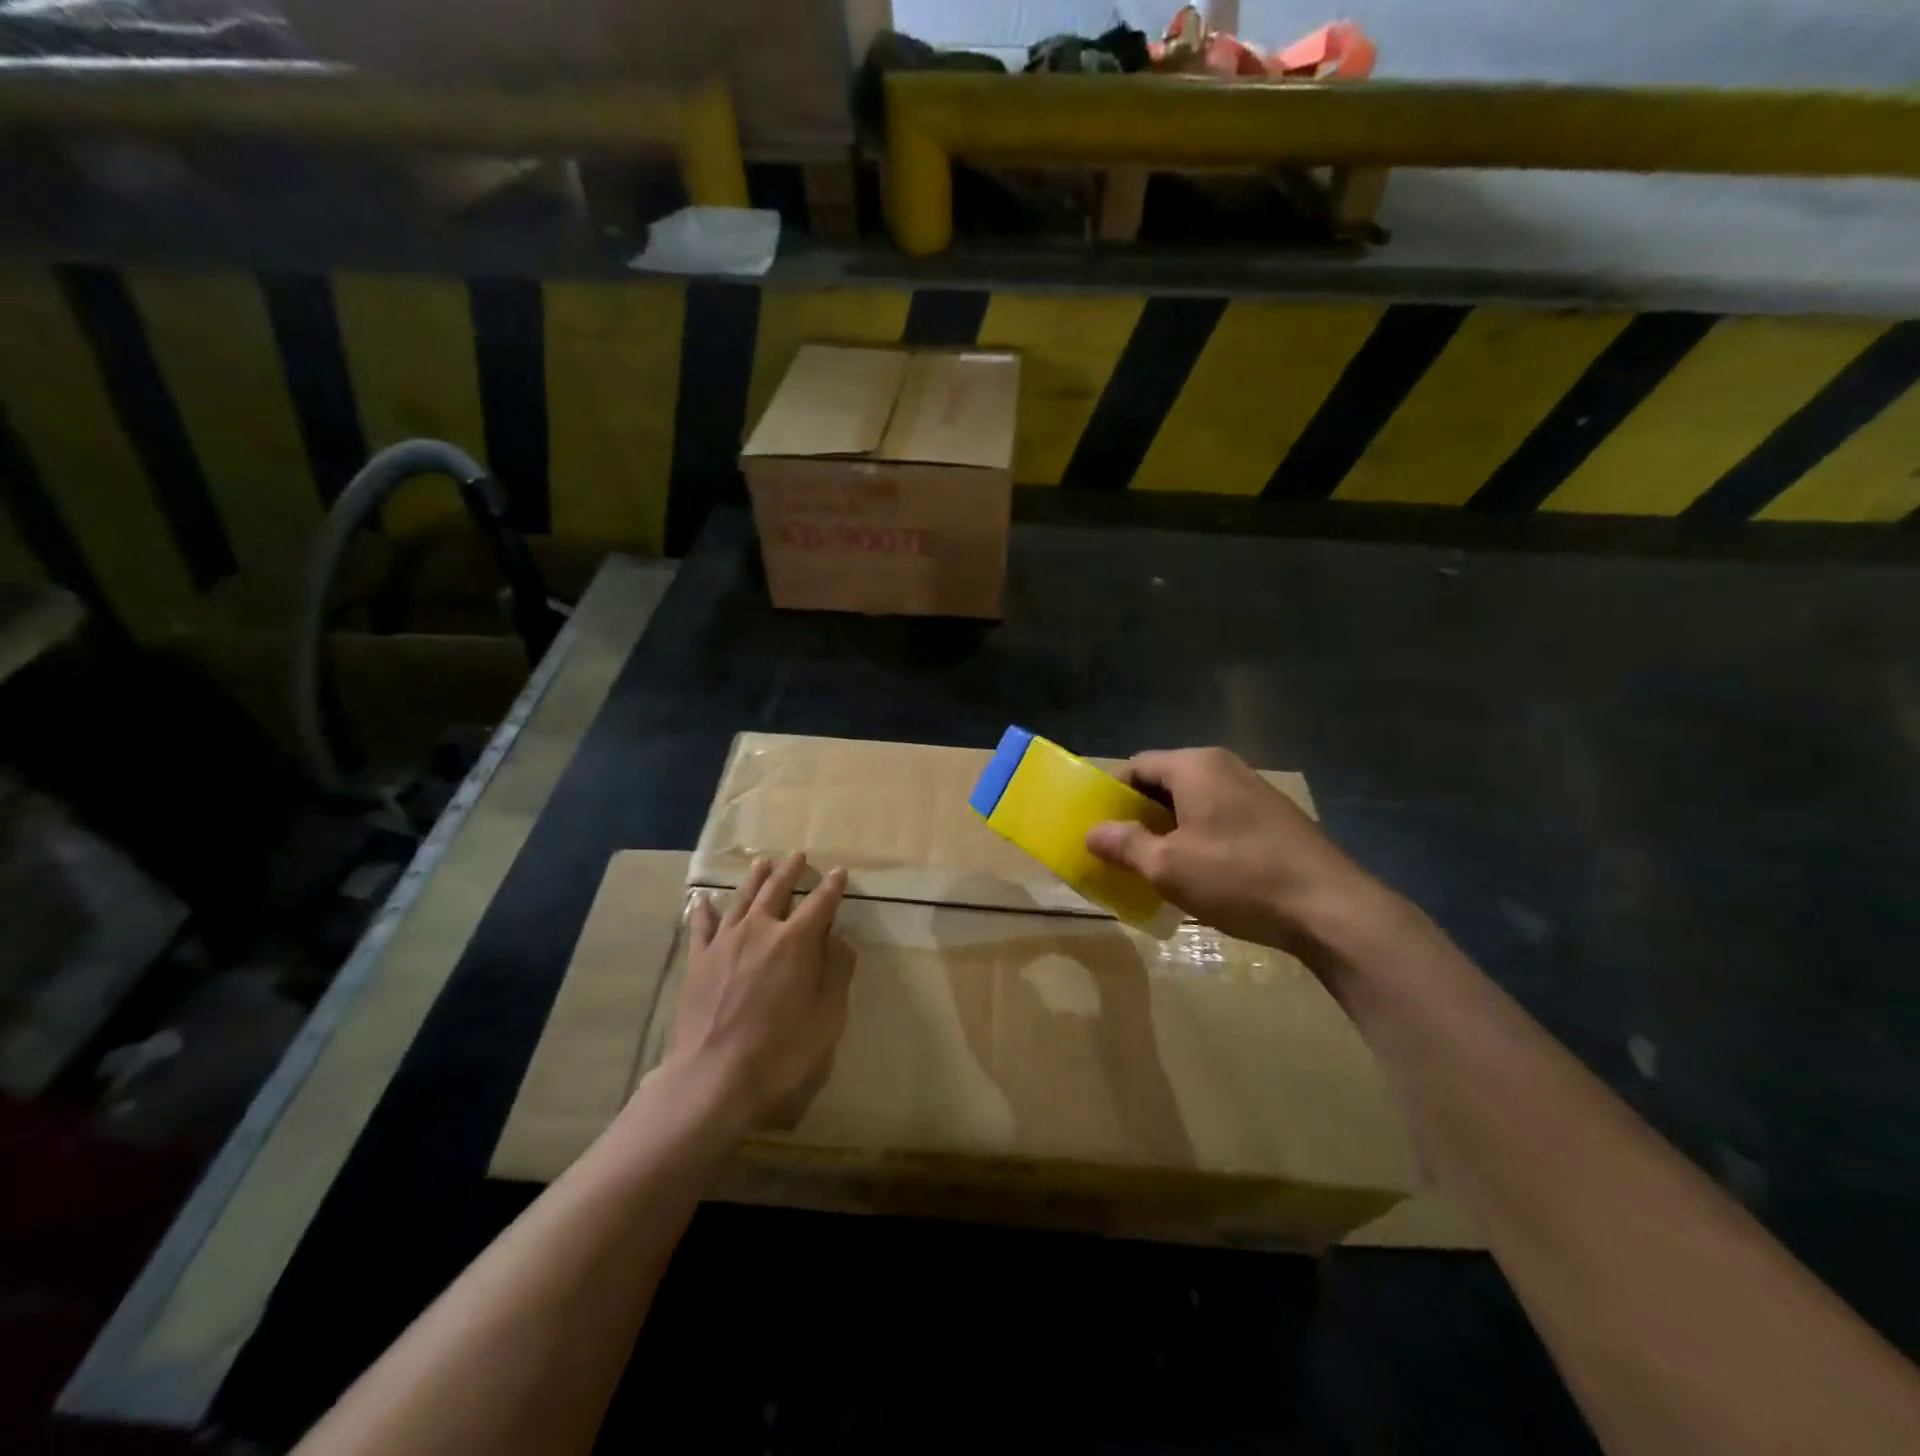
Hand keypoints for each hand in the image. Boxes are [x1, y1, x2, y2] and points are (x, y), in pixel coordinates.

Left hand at [664, 852, 855, 1131]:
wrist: (712, 1079)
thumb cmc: (781, 1052)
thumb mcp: (828, 1017)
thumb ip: (837, 972)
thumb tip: (840, 938)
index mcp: (797, 942)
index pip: (820, 904)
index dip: (832, 887)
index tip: (839, 872)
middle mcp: (760, 931)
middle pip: (777, 891)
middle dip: (791, 872)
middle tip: (798, 855)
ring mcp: (724, 944)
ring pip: (742, 900)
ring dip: (755, 879)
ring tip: (763, 863)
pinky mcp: (697, 963)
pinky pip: (702, 927)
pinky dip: (705, 910)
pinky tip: (704, 899)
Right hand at [1085, 747, 1387, 958]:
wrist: (1331, 909)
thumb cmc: (1239, 878)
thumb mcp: (1168, 866)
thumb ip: (1125, 844)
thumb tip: (1092, 832)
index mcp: (1196, 766)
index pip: (1137, 765)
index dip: (1111, 794)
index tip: (1097, 827)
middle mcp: (1225, 768)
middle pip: (1165, 783)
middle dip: (1139, 815)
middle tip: (1119, 851)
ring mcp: (1254, 792)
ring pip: (1194, 803)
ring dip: (1168, 830)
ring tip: (1153, 867)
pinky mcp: (1275, 820)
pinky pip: (1220, 819)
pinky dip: (1199, 839)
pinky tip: (1197, 875)